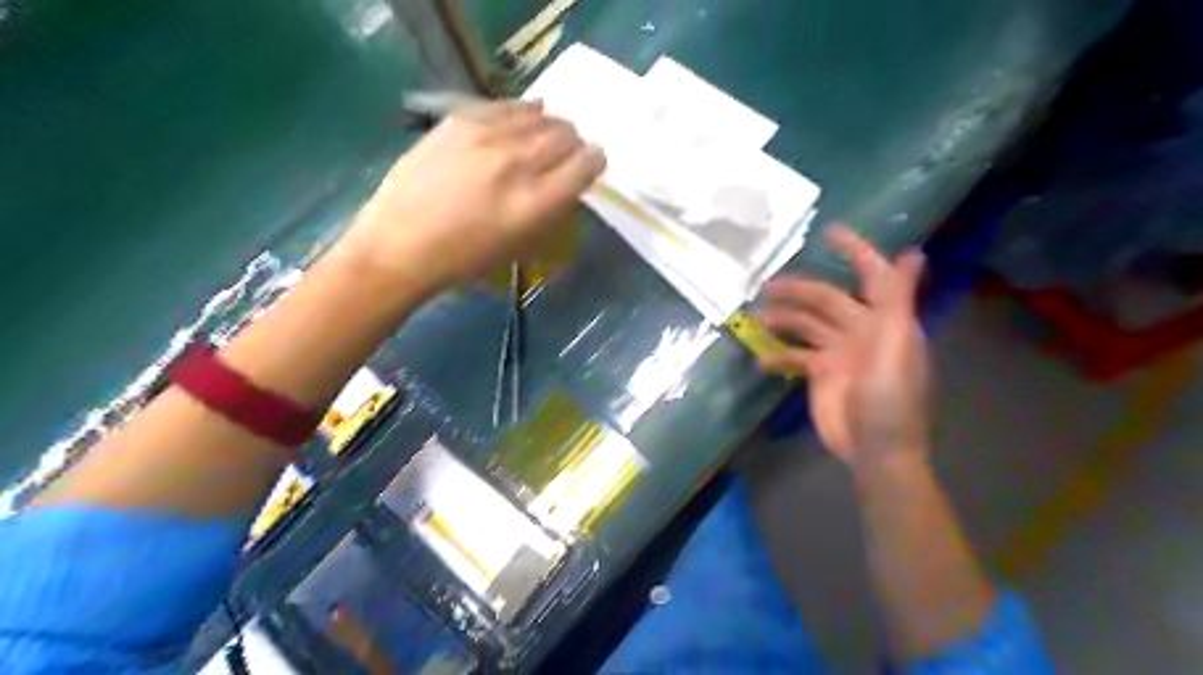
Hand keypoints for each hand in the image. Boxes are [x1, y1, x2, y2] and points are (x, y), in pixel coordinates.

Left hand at [334, 99, 605, 294]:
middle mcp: (518, 163)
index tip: (588, 167)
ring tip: (541, 140)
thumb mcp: (521, 247)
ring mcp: (486, 136)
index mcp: (536, 202)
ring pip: (540, 114)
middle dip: (573, 145)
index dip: (594, 163)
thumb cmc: (464, 260)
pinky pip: (506, 106)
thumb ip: (552, 212)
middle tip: (563, 156)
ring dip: (548, 127)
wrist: (400, 245)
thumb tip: (567, 185)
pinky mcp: (459, 120)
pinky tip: (516, 124)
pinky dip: (520, 114)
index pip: (587, 164)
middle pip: (567, 135)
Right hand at [760, 226, 928, 468]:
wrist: (875, 449)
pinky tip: (761, 361)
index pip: (871, 275)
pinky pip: (795, 356)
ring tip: (757, 318)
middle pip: (826, 299)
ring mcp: (839, 352)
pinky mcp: (820, 374)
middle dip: (799, 290)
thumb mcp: (895, 344)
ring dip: (783, 318)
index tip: (828, 232)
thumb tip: (915, 252)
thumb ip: (898, 298)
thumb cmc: (890, 396)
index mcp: (884, 319)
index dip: (854, 251)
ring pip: (806, 324)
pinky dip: (778, 356)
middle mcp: (861, 329)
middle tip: (766, 286)